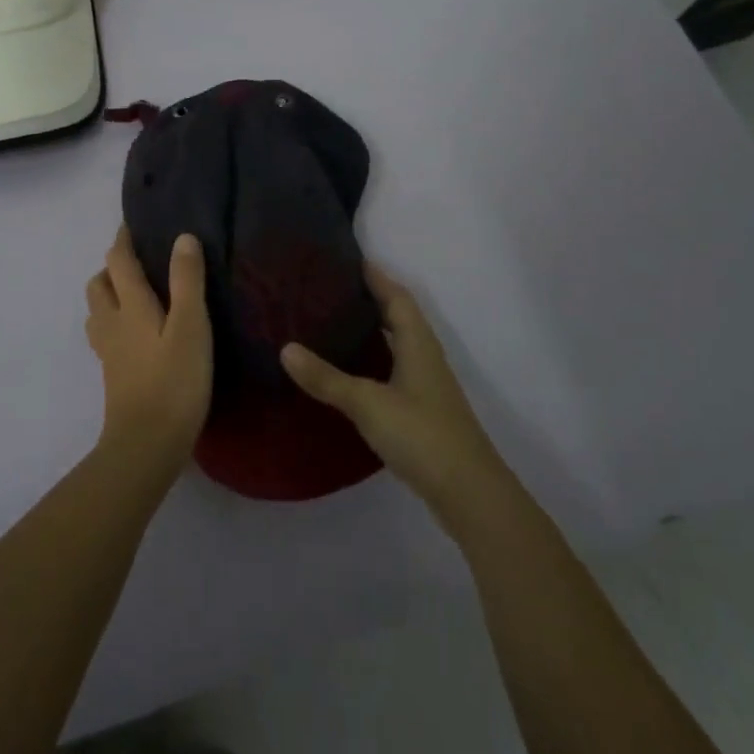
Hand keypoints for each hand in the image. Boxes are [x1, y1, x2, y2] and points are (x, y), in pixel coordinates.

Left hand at [84, 228, 212, 471]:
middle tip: (138, 263)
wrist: (146, 445)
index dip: (122, 240)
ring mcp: (109, 352)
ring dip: (109, 296)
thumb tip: (182, 237)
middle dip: (112, 268)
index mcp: (130, 306)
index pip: (118, 261)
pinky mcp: (113, 376)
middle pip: (98, 285)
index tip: (131, 225)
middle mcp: (112, 324)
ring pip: (98, 312)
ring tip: (137, 296)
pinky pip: (106, 336)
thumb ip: (187, 281)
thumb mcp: (191, 327)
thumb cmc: (174, 382)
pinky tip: (137, 335)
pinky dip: (115, 323)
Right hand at [281, 264, 507, 525]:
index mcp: (418, 343)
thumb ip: (326, 378)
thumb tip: (285, 348)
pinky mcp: (421, 411)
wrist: (469, 494)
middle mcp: (424, 357)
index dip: (375, 275)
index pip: (396, 296)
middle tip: (329, 289)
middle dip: (369, 299)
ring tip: (332, 322)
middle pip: (398, 316)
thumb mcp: (368, 403)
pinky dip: (372, 360)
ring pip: (396, 345)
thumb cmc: (422, 435)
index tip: (347, 258)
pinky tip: (349, 371)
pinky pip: (393, 370)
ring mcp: (425, 386)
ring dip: (371, 330)